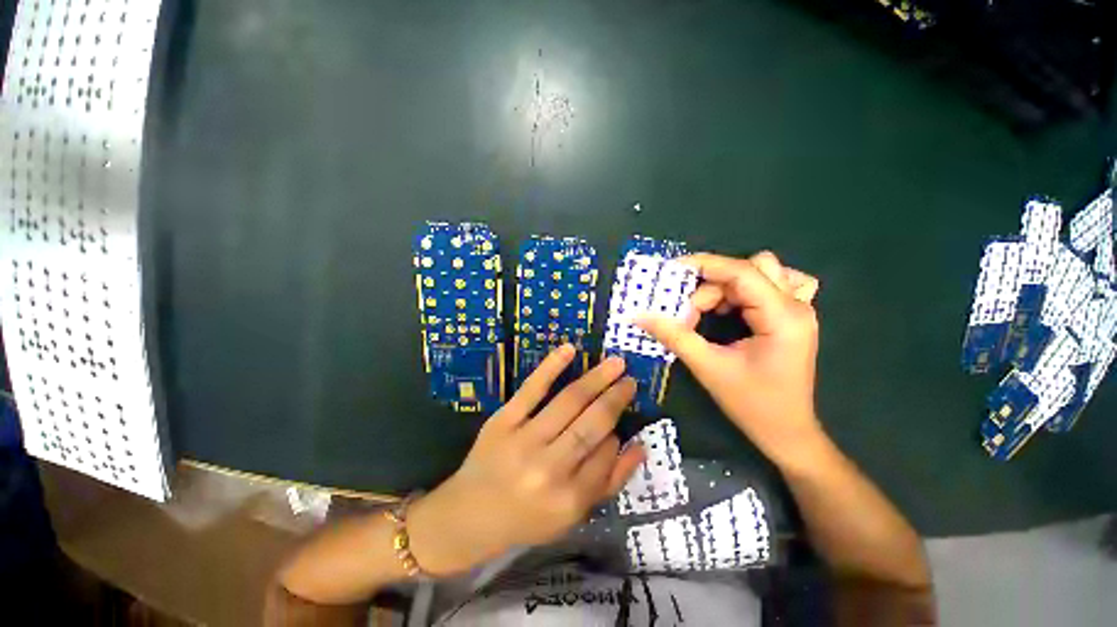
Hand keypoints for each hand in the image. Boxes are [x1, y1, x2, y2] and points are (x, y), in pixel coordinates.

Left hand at [407, 346, 645, 574]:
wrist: (467, 517)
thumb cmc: (525, 519)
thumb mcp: (572, 516)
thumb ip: (609, 483)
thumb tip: (639, 446)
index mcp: (568, 500)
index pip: (605, 456)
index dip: (616, 435)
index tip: (618, 423)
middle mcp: (549, 468)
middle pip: (591, 425)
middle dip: (615, 398)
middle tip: (630, 379)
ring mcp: (524, 440)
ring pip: (569, 402)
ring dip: (596, 379)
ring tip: (616, 364)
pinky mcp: (503, 420)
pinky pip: (532, 389)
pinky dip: (551, 366)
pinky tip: (570, 349)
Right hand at [637, 251, 823, 470]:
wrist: (787, 432)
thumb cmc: (752, 404)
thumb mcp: (708, 367)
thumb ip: (674, 336)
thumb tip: (640, 316)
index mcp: (783, 317)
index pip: (742, 273)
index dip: (705, 265)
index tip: (672, 270)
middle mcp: (796, 306)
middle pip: (750, 270)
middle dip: (713, 287)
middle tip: (690, 314)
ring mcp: (798, 310)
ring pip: (760, 274)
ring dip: (727, 288)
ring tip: (709, 313)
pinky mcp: (791, 318)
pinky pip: (769, 286)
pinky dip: (743, 291)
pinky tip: (731, 309)